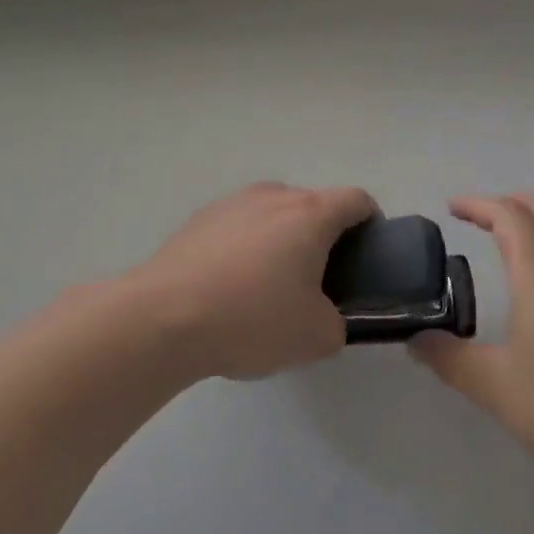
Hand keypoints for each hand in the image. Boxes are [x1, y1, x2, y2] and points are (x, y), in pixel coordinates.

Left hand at [121, 182, 375, 380]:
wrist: (162, 318)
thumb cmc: (251, 319)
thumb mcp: (315, 337)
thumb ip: (338, 324)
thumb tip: (327, 317)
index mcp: (309, 214)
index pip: (355, 199)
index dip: (371, 221)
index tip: (369, 252)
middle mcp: (273, 196)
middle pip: (313, 205)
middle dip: (324, 236)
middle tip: (320, 281)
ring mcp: (232, 203)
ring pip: (273, 214)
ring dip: (282, 240)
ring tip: (270, 286)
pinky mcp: (199, 220)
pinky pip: (240, 226)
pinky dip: (247, 247)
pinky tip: (231, 287)